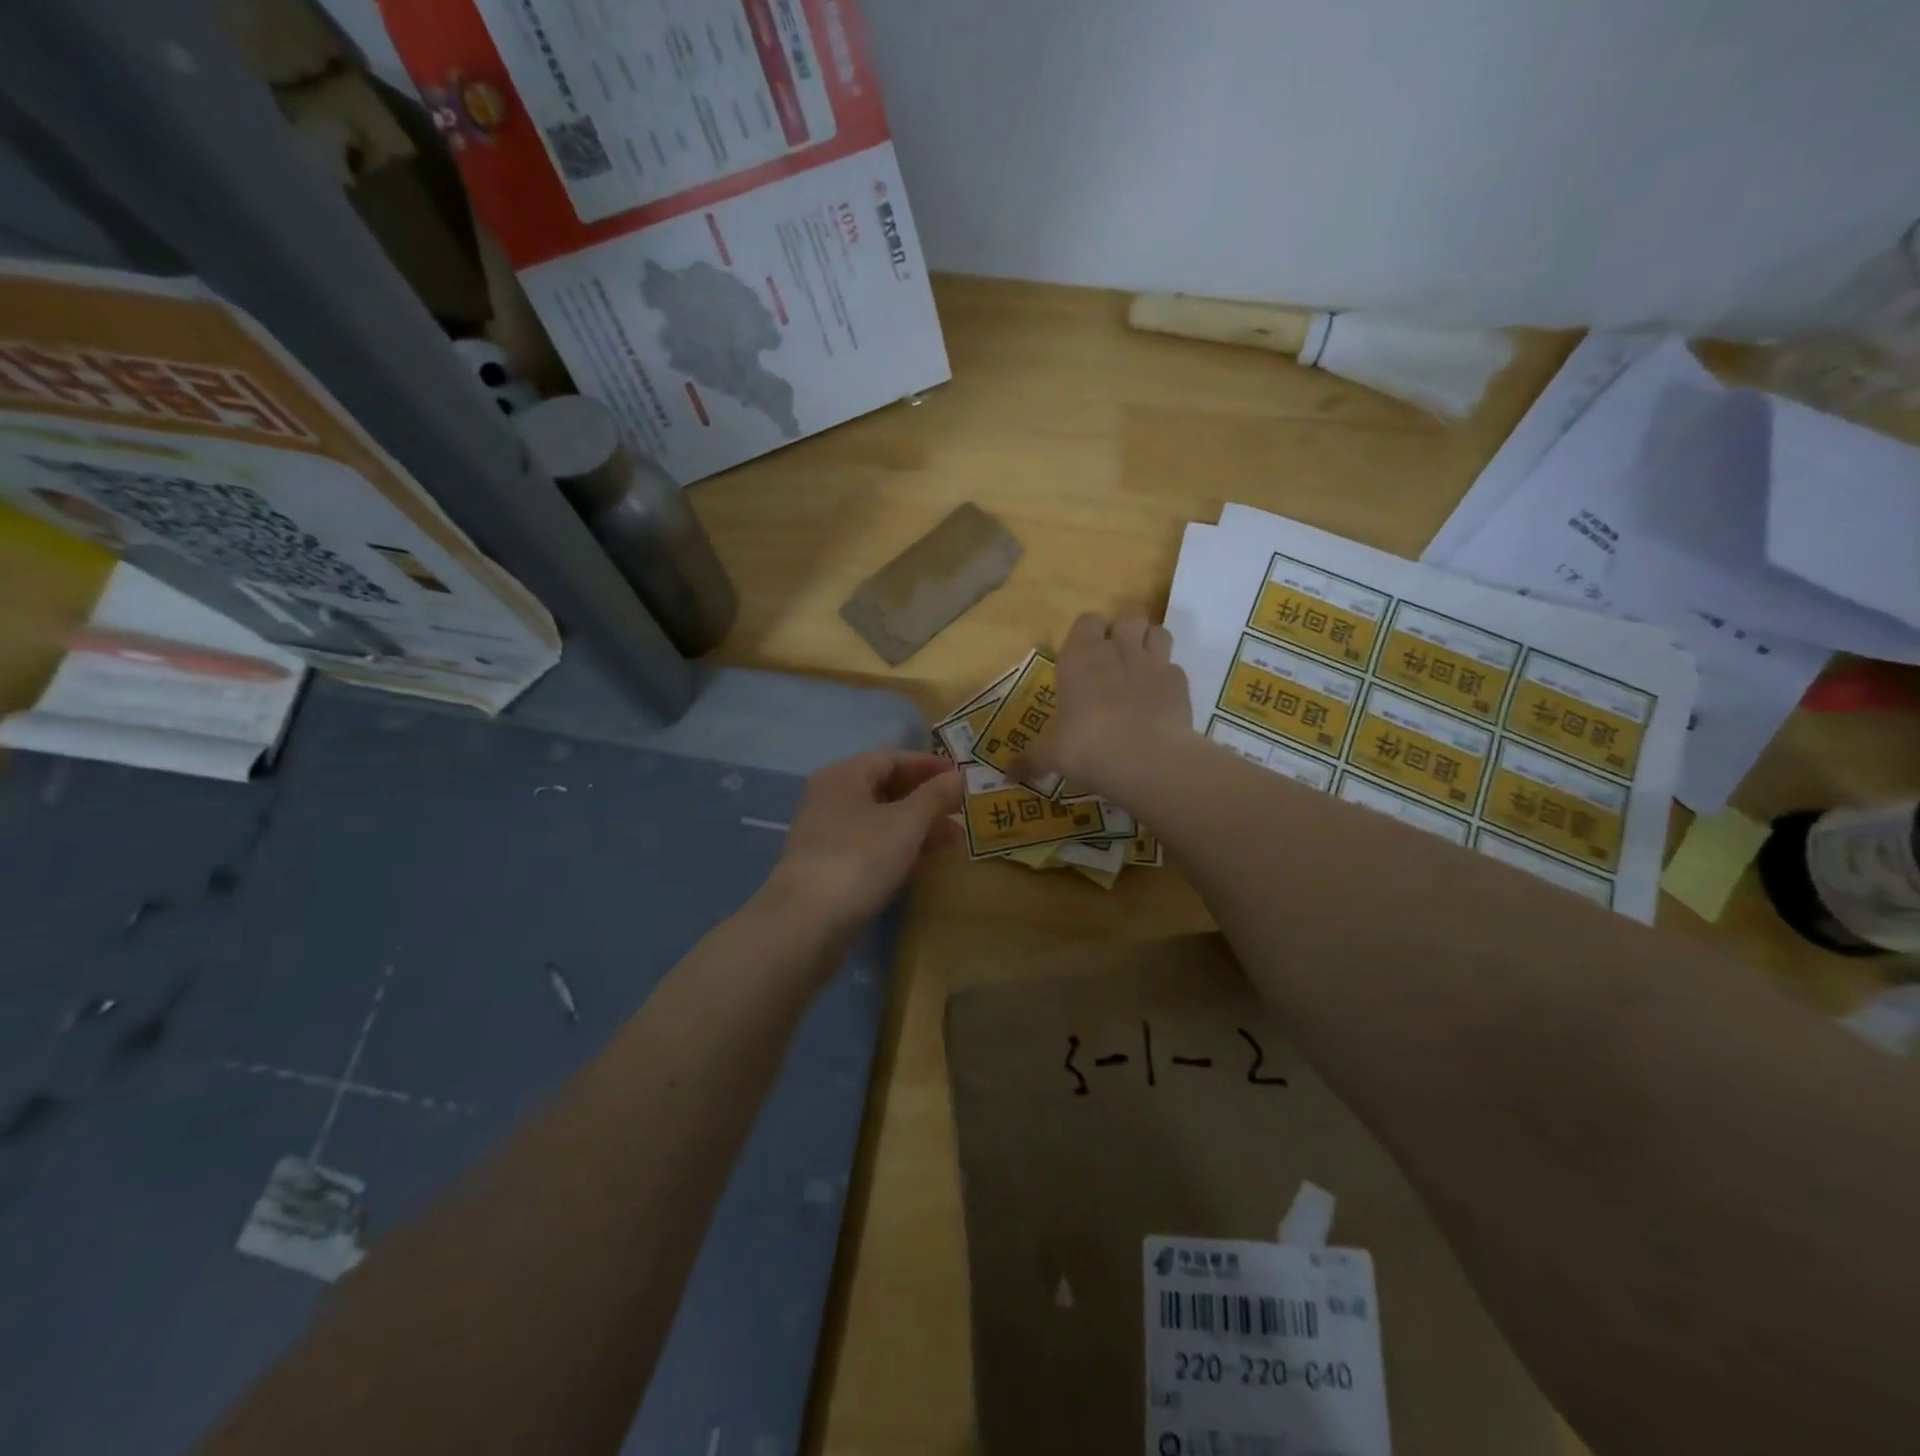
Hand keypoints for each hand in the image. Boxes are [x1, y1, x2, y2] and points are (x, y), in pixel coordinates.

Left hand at [765, 750, 961, 931]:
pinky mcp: (829, 867)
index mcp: (844, 776)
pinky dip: (898, 848)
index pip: (891, 758)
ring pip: (879, 820)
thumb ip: (934, 796)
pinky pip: (871, 846)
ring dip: (916, 825)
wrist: (807, 921)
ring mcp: (827, 834)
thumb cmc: (860, 857)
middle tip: (960, 809)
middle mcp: (830, 798)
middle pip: (884, 788)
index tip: (960, 776)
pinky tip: (924, 861)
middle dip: (925, 798)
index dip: (928, 765)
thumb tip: (958, 777)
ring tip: (953, 838)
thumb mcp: (906, 822)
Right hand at [1018, 612, 1191, 791]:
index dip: (1087, 634)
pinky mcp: (1180, 683)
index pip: (1086, 621)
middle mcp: (1117, 650)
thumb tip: (1008, 775)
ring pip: (1158, 632)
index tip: (1083, 657)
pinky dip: (1168, 680)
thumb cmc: (1085, 746)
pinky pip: (1175, 670)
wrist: (1145, 759)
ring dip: (1150, 645)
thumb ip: (1031, 759)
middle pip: (1127, 617)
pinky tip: (1159, 701)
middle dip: (1123, 632)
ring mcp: (1154, 663)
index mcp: (1080, 657)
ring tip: (1141, 669)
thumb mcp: (1050, 755)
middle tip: (1114, 661)